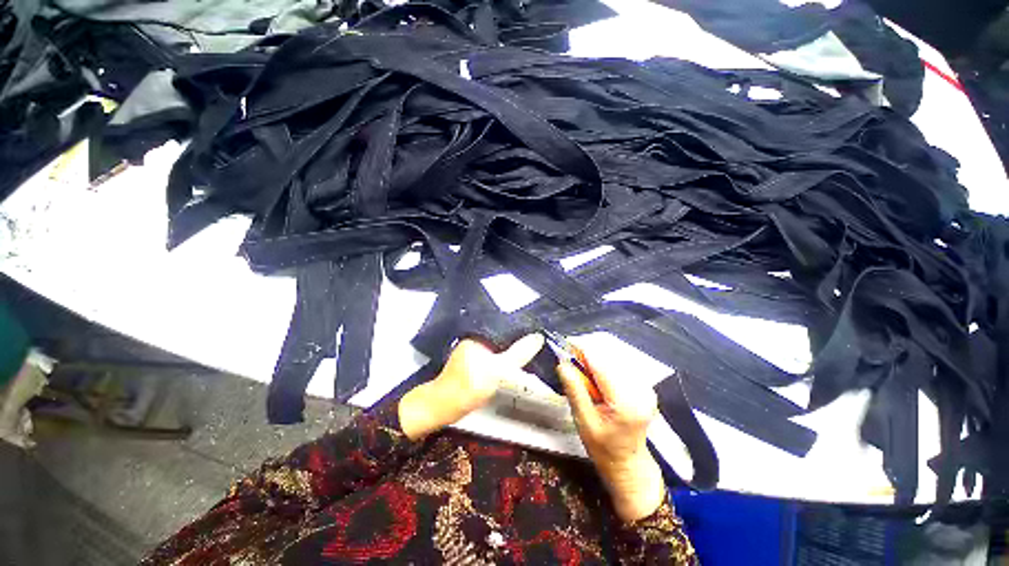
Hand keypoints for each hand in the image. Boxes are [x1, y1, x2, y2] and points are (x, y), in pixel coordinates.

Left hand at [399, 334, 544, 439]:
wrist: (443, 408)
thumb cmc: (468, 386)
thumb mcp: (497, 369)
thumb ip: (518, 353)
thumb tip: (538, 337)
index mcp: (479, 336)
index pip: (505, 327)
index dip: (522, 330)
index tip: (539, 333)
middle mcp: (475, 340)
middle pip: (503, 338)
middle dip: (519, 341)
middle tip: (538, 344)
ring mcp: (474, 353)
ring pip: (500, 349)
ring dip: (513, 351)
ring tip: (531, 352)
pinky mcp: (474, 365)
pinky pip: (494, 358)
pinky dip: (505, 360)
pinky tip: (516, 364)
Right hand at [558, 356, 665, 522]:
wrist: (628, 464)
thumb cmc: (603, 448)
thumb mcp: (583, 421)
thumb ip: (574, 390)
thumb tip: (562, 363)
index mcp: (625, 401)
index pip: (601, 363)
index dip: (582, 350)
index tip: (565, 345)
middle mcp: (640, 390)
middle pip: (608, 358)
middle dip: (587, 355)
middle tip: (570, 362)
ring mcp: (645, 388)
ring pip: (614, 359)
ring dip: (595, 360)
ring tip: (582, 372)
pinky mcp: (645, 387)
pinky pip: (620, 367)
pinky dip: (605, 367)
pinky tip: (597, 379)